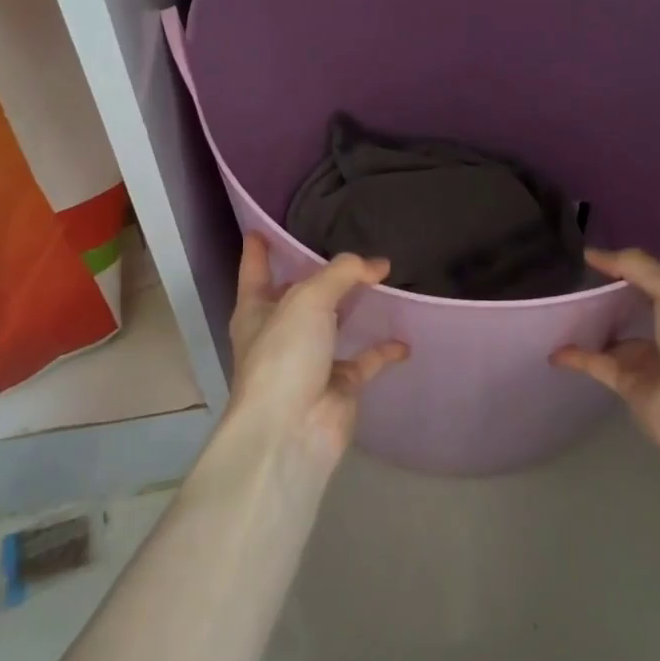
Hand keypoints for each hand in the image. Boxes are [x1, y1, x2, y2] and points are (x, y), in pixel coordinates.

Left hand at [225, 232, 408, 463]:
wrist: (291, 431)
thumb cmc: (284, 355)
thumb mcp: (308, 299)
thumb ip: (343, 273)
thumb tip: (378, 265)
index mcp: (256, 310)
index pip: (255, 271)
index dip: (258, 250)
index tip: (262, 229)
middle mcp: (280, 332)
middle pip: (299, 295)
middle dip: (317, 275)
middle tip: (345, 247)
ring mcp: (310, 360)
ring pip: (334, 324)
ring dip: (354, 306)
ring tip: (382, 279)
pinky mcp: (339, 385)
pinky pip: (365, 360)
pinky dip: (384, 349)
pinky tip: (404, 338)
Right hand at [552, 248, 659, 459]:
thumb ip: (636, 266)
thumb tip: (592, 253)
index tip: (651, 235)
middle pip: (654, 300)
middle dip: (630, 283)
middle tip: (594, 260)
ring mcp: (657, 359)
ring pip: (622, 333)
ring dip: (599, 319)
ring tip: (567, 294)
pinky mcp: (631, 384)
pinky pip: (597, 363)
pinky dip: (576, 355)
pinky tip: (553, 346)